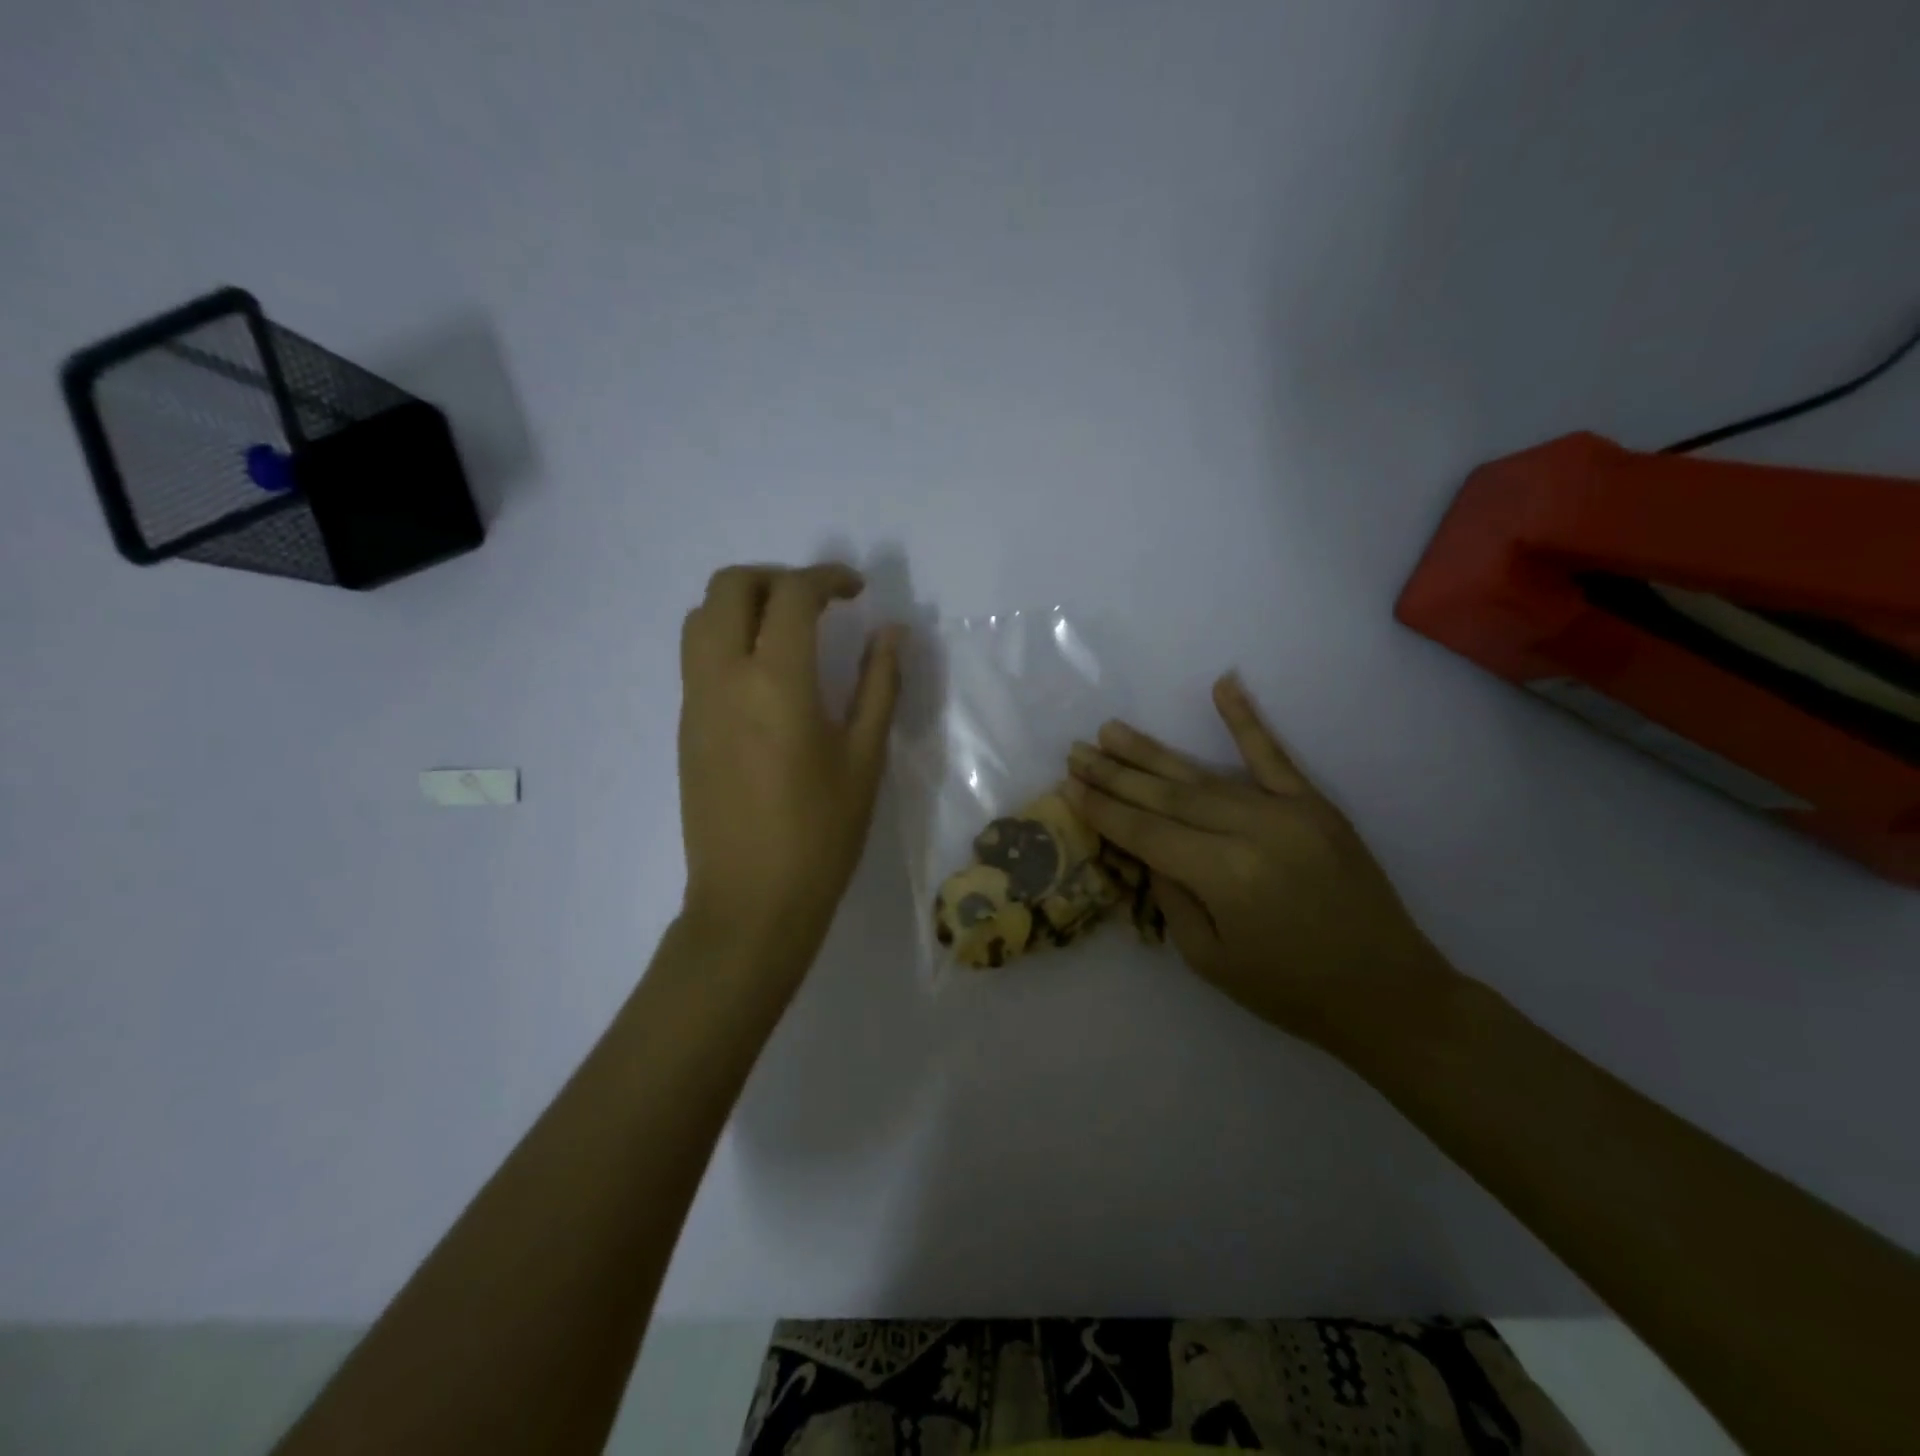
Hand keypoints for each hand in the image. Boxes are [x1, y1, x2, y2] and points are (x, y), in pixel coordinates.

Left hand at [678, 563, 901, 969]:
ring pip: (701, 617)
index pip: (791, 595)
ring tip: (789, 632)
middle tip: (818, 604)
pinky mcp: (685, 727)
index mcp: (775, 682)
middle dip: (776, 577)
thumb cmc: (820, 835)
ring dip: (744, 603)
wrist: (750, 902)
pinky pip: (697, 656)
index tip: (857, 590)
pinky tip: (767, 676)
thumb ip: (879, 685)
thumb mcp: (865, 759)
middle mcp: (723, 677)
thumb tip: (890, 633)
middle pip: (729, 586)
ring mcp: (695, 702)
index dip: (827, 578)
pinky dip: (728, 637)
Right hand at [1064, 675, 1450, 1052]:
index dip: (1104, 809)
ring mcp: (1288, 811)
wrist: (1390, 993)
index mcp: (1223, 876)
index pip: (1146, 832)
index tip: (1068, 785)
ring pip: (1204, 774)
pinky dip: (1246, 719)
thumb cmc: (1290, 991)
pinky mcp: (1316, 805)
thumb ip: (1171, 896)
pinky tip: (1223, 685)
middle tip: (1076, 750)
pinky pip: (1274, 755)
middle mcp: (1251, 831)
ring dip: (1153, 751)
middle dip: (1115, 773)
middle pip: (1167, 795)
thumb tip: (1146, 848)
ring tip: (1111, 730)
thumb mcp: (1208, 960)